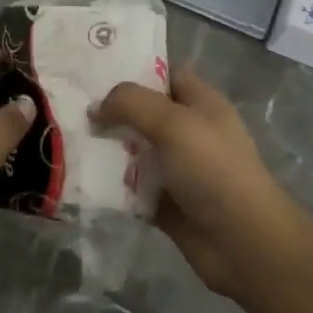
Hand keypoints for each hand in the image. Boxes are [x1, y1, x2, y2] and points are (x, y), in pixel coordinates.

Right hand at [93, 66, 297, 297]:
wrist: (243, 242)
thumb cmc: (213, 170)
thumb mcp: (174, 122)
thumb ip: (131, 103)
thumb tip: (96, 107)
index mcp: (201, 103)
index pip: (165, 74)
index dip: (134, 69)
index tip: (94, 70)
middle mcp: (190, 132)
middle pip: (144, 113)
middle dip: (111, 111)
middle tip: (71, 108)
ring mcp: (178, 169)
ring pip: (135, 151)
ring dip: (107, 149)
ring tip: (68, 142)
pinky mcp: (166, 203)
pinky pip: (132, 188)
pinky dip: (112, 185)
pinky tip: (83, 178)